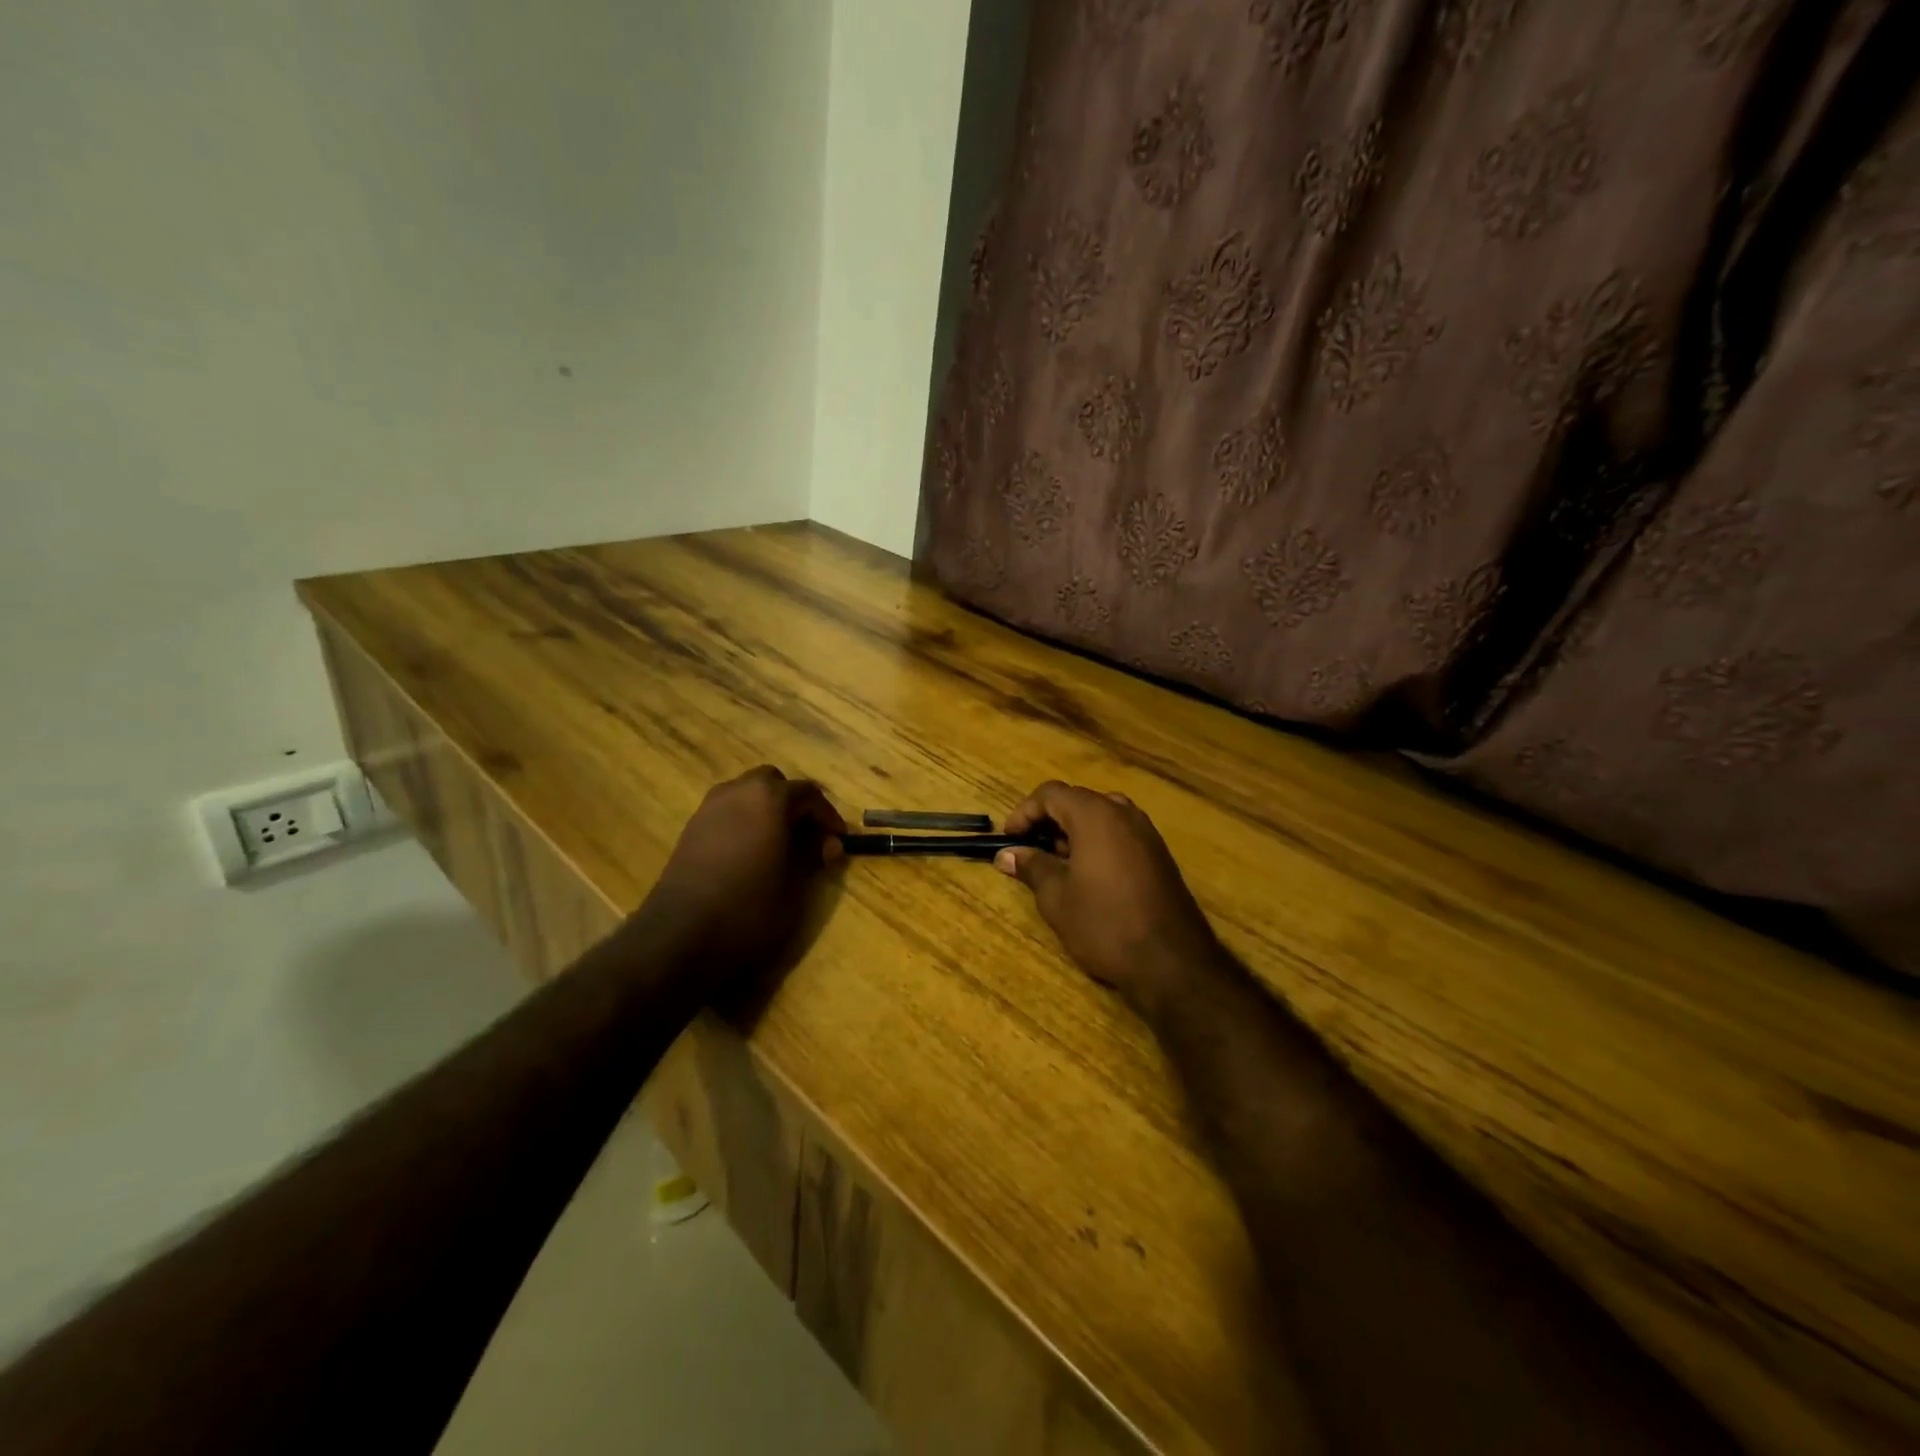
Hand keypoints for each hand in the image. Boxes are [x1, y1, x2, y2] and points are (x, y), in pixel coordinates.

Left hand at [637, 766, 845, 986]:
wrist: (680, 935)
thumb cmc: (749, 907)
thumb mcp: (795, 886)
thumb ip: (815, 857)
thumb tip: (829, 844)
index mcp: (769, 798)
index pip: (809, 794)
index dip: (828, 816)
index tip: (839, 840)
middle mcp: (738, 791)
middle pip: (774, 783)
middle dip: (794, 804)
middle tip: (809, 836)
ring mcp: (709, 808)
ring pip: (747, 794)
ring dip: (767, 811)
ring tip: (781, 845)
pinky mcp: (691, 829)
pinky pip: (728, 812)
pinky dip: (745, 822)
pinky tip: (751, 854)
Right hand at [996, 781, 1222, 1010]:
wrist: (1172, 962)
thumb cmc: (1104, 923)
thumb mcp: (1057, 897)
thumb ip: (1031, 867)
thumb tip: (1007, 854)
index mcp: (1095, 815)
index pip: (1051, 794)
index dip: (1024, 813)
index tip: (1009, 840)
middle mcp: (1123, 814)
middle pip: (1077, 801)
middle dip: (1048, 822)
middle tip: (1029, 852)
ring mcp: (1146, 833)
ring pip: (1100, 816)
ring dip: (1073, 832)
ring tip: (1056, 865)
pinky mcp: (1159, 855)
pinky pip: (1120, 834)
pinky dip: (1097, 843)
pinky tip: (1088, 877)